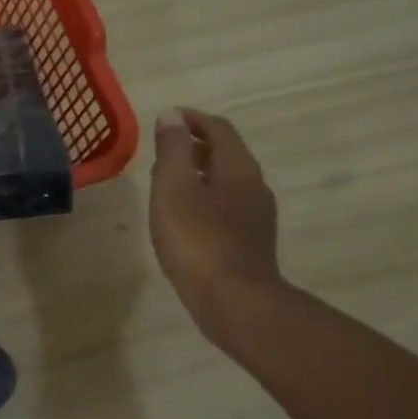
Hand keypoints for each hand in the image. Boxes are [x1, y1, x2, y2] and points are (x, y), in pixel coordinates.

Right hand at [148, 108, 282, 338]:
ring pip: (225, 182)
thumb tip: (172, 117)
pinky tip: (183, 218)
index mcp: (238, 168)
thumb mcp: (174, 187)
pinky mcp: (249, 243)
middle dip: (194, 146)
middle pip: (225, 154)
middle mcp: (254, 186)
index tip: (166, 119)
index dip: (191, 119)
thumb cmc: (197, 239)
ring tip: (166, 183)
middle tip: (162, 150)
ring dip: (198, 174)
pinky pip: (225, 207)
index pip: (218, 128)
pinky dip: (203, 199)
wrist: (233, 301)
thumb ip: (173, 149)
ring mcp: (256, 217)